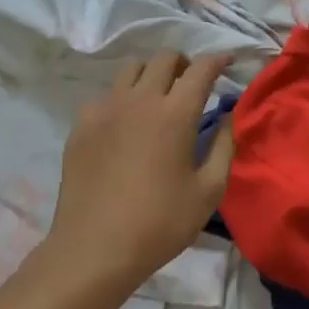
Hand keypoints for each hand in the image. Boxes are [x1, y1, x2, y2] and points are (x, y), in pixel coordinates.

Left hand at [48, 51, 233, 298]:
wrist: (94, 250)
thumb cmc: (160, 223)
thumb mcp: (208, 191)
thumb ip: (223, 147)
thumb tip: (226, 118)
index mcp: (175, 114)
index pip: (200, 69)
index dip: (217, 60)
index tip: (227, 61)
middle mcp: (140, 100)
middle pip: (163, 58)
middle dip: (183, 62)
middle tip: (191, 81)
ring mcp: (105, 110)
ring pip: (130, 69)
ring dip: (150, 74)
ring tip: (157, 96)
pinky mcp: (81, 125)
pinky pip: (104, 96)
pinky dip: (120, 99)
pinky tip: (123, 123)